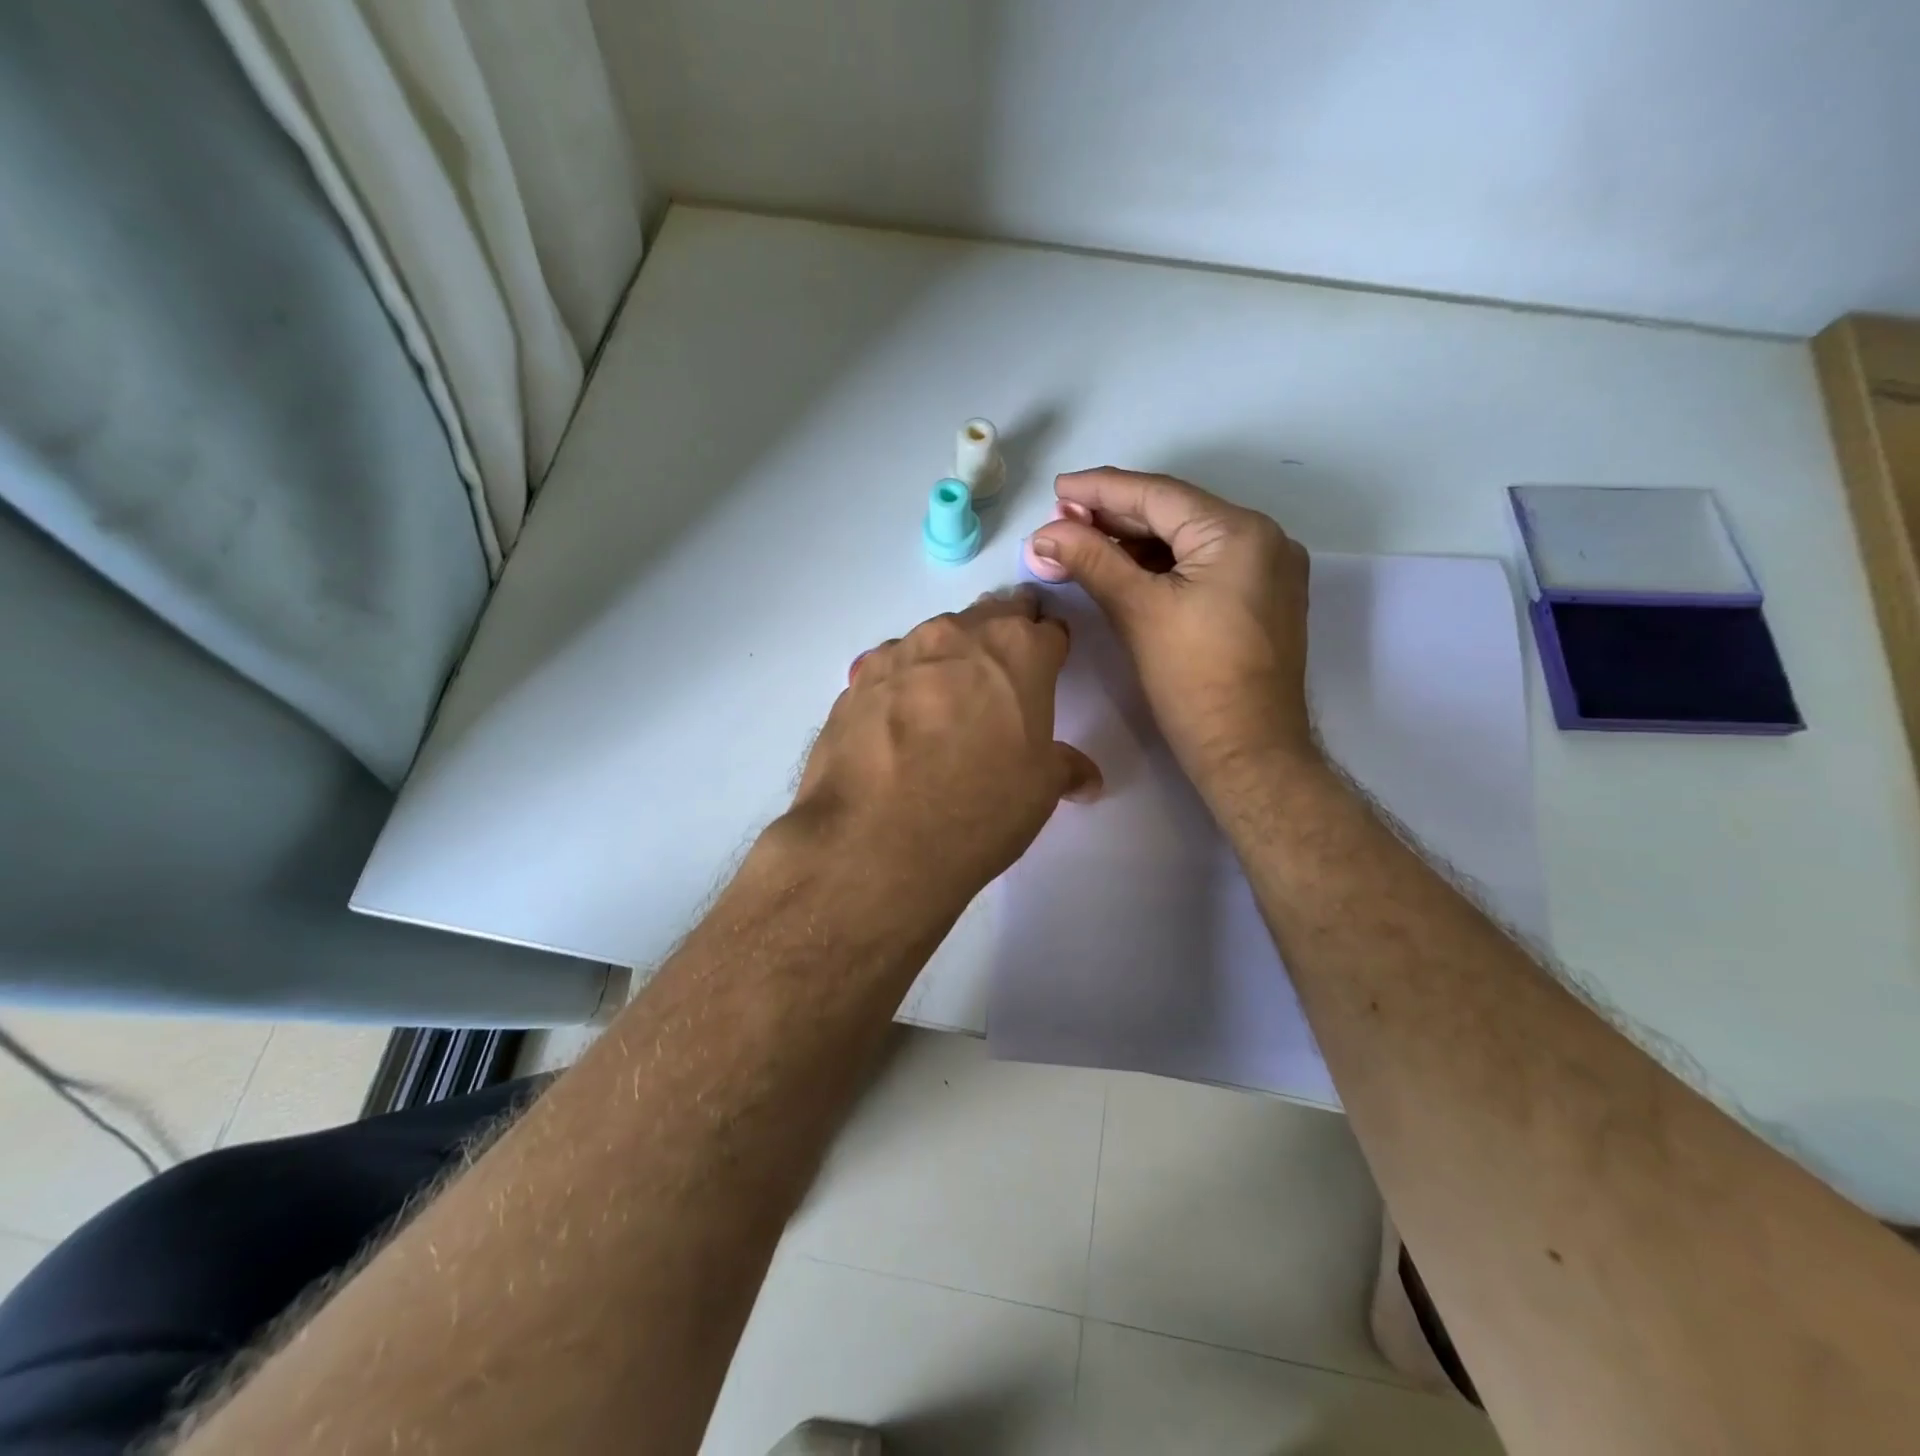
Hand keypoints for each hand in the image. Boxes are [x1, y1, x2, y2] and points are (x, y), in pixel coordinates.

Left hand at [787, 587, 1101, 905]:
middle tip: (1003, 675)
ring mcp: (900, 651)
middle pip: (991, 616)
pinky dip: (904, 683)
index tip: (1047, 667)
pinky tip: (899, 723)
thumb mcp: (1040, 790)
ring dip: (950, 658)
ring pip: (937, 638)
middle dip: (1003, 638)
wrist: (876, 839)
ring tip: (946, 703)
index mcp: (1018, 650)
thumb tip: (1085, 778)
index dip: (1051, 649)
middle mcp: (958, 634)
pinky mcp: (856, 679)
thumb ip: (1065, 768)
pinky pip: (892, 668)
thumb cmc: (980, 807)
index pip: (1048, 630)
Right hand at [1030, 467, 1316, 790]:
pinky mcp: (1260, 599)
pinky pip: (1202, 567)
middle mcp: (1263, 539)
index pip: (1157, 496)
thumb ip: (1091, 561)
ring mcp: (1267, 570)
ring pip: (1187, 542)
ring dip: (1134, 544)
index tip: (1056, 490)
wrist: (1247, 752)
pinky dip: (1161, 566)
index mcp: (1239, 532)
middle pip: (1174, 514)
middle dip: (1114, 518)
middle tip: (1060, 523)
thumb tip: (1043, 534)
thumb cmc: (1193, 680)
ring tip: (1081, 544)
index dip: (1101, 490)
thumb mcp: (1137, 612)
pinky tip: (1122, 569)